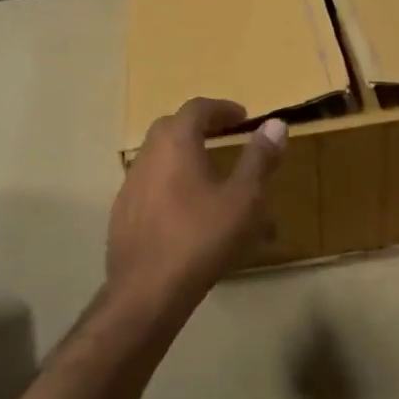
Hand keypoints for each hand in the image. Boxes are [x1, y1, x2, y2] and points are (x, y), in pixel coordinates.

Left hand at [107, 98, 287, 308]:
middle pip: (171, 127)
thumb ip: (259, 159)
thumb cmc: (201, 238)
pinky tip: (184, 207)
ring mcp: (129, 185)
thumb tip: (276, 124)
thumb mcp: (243, 199)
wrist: (147, 291)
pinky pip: (149, 183)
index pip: (197, 108)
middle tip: (224, 135)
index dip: (222, 108)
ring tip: (208, 172)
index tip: (242, 116)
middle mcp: (147, 155)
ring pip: (158, 156)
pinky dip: (169, 180)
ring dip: (182, 154)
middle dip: (199, 126)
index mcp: (176, 143)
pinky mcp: (121, 213)